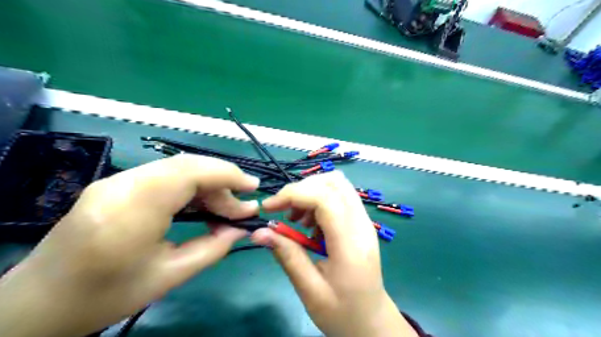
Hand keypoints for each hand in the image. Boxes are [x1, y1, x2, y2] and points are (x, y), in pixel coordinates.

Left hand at [0, 154, 259, 336]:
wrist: (37, 303)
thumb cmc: (103, 297)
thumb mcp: (168, 277)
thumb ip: (212, 248)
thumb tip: (241, 228)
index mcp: (132, 211)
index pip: (190, 172)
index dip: (227, 174)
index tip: (253, 187)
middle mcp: (122, 185)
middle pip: (186, 165)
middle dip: (222, 180)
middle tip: (241, 207)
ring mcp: (116, 181)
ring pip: (177, 168)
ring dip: (208, 184)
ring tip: (224, 209)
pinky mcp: (116, 184)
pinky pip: (164, 175)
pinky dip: (191, 186)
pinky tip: (200, 205)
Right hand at [252, 173, 415, 335]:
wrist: (372, 322)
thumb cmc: (342, 312)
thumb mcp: (310, 291)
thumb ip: (287, 256)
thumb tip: (259, 231)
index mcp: (350, 243)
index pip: (325, 198)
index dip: (293, 194)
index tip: (269, 208)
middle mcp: (361, 224)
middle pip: (334, 182)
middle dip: (303, 188)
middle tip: (284, 210)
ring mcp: (364, 221)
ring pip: (338, 185)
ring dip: (311, 193)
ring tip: (296, 219)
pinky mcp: (360, 223)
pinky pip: (340, 197)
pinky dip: (320, 200)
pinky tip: (310, 225)